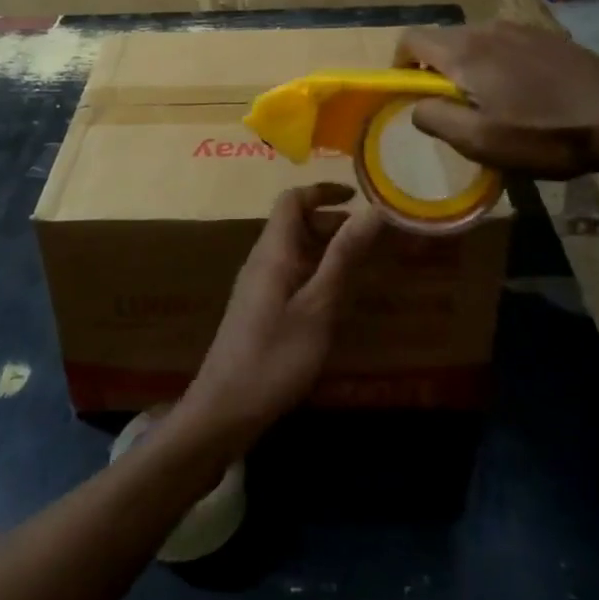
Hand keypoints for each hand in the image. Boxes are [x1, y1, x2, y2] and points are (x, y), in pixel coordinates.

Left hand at [177, 184, 389, 453]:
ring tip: (364, 264)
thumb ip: (344, 257)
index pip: (292, 200)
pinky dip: (316, 272)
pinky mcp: (258, 309)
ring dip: (326, 248)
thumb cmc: (276, 356)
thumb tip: (373, 210)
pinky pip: (290, 274)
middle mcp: (262, 260)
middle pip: (294, 223)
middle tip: (372, 236)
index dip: (322, 191)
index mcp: (273, 252)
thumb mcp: (319, 307)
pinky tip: (337, 298)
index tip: (357, 195)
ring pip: (294, 250)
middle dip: (332, 221)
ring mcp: (257, 286)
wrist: (225, 408)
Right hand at [396, 22, 598, 184]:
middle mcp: (488, 30)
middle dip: (434, 70)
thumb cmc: (547, 134)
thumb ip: (436, 119)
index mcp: (465, 52)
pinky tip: (523, 94)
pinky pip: (504, 44)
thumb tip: (414, 106)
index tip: (409, 95)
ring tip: (489, 103)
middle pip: (442, 40)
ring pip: (475, 42)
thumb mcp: (481, 141)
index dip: (399, 66)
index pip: (411, 40)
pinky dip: (496, 64)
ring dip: (467, 68)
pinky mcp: (548, 37)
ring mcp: (521, 29)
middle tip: (451, 108)